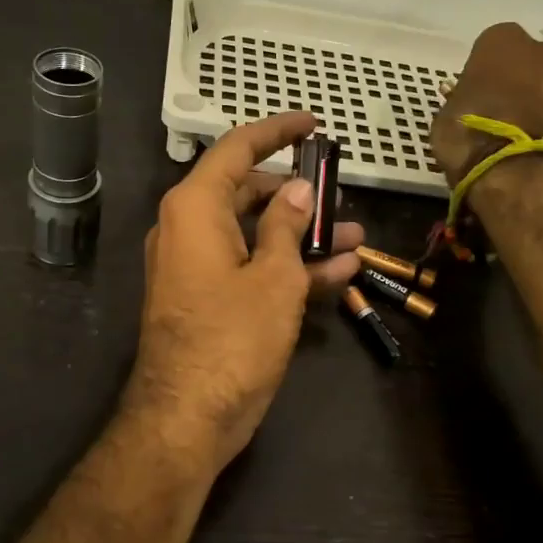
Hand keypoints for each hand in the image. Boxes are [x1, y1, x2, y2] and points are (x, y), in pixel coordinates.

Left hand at [121, 112, 362, 477]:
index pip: (236, 149)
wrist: (187, 418)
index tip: (313, 124)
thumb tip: (298, 191)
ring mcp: (196, 266)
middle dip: (297, 193)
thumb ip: (287, 226)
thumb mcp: (273, 276)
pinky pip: (249, 268)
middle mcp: (188, 228)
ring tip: (355, 233)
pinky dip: (287, 267)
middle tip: (339, 193)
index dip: (276, 131)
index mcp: (195, 208)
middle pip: (247, 191)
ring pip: (254, 233)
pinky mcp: (207, 299)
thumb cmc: (232, 338)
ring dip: (302, 234)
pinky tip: (339, 271)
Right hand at [430, 23, 542, 186]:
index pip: (489, 46)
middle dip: (513, 80)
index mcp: (502, 41)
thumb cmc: (469, 134)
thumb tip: (466, 103)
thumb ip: (459, 100)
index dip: (481, 71)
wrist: (519, 174)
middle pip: (524, 61)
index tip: (473, 92)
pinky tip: (531, 144)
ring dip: (533, 100)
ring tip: (515, 132)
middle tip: (495, 109)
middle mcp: (540, 51)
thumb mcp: (445, 116)